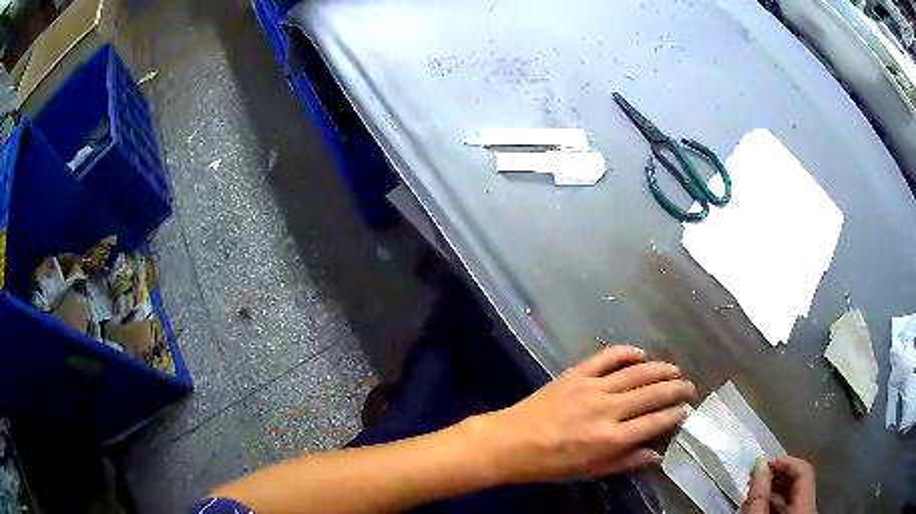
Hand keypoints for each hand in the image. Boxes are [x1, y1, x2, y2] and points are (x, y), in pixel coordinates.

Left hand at [476, 345, 695, 483]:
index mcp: (611, 438)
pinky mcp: (576, 374)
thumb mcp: (589, 472)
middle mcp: (608, 410)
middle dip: (676, 389)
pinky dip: (627, 352)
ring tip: (675, 370)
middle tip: (689, 387)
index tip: (687, 410)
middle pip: (652, 393)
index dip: (675, 414)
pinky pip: (607, 357)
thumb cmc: (551, 464)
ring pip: (636, 373)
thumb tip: (656, 454)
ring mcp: (592, 387)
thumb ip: (625, 462)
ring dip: (660, 369)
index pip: (655, 422)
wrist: (510, 443)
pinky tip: (641, 354)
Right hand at [742, 457, 815, 513]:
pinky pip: (790, 505)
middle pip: (800, 481)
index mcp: (806, 503)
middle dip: (778, 475)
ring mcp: (803, 513)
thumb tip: (759, 462)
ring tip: (755, 492)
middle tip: (756, 476)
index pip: (804, 470)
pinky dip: (776, 502)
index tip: (763, 462)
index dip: (786, 461)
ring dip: (775, 489)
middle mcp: (810, 505)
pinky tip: (761, 505)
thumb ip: (759, 494)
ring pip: (793, 495)